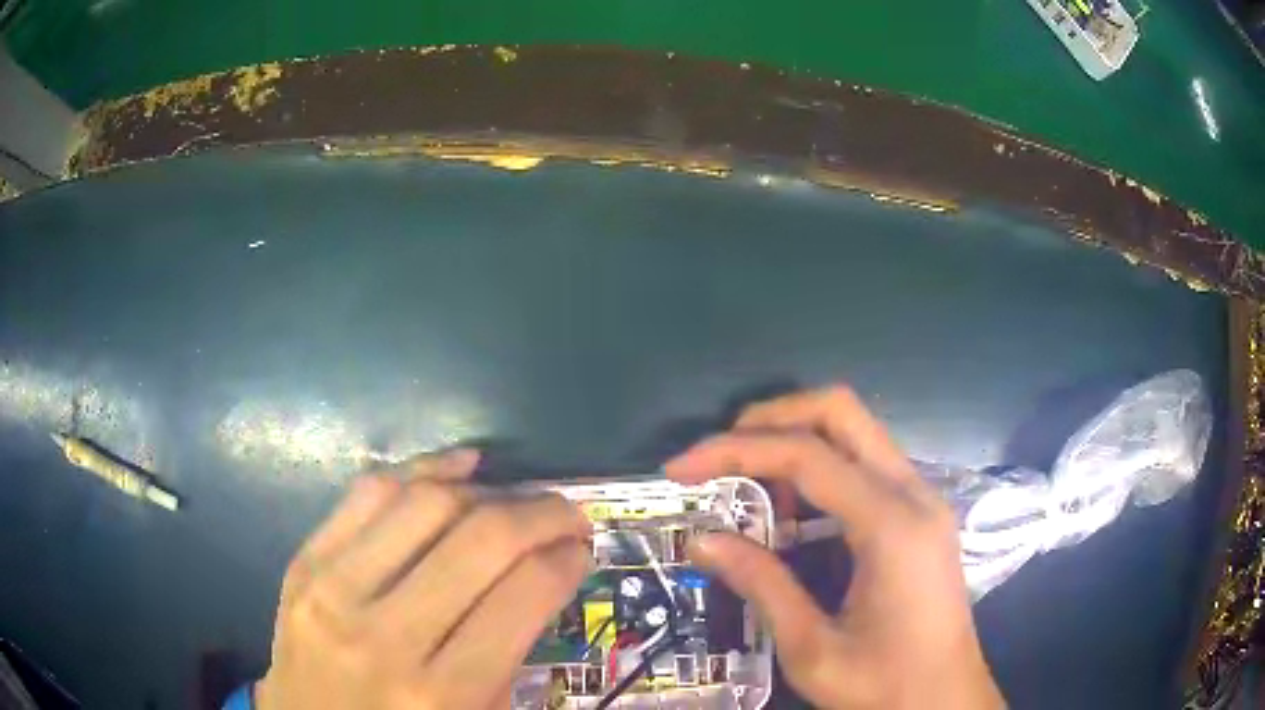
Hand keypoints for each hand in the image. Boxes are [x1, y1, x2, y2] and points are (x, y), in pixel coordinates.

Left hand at [256, 449, 591, 709]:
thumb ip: (510, 656)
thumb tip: (545, 574)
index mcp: (442, 695)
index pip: (524, 597)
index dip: (566, 558)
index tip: (582, 546)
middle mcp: (385, 638)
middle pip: (481, 539)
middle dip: (541, 514)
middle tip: (566, 513)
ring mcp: (332, 592)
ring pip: (425, 505)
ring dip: (487, 489)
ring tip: (514, 498)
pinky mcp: (302, 564)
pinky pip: (367, 494)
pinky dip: (422, 469)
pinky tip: (458, 469)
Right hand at [665, 386, 1004, 709]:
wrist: (946, 702)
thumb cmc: (884, 685)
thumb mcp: (811, 649)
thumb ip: (761, 585)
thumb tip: (701, 540)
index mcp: (891, 525)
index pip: (807, 455)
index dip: (735, 451)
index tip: (680, 470)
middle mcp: (914, 493)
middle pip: (841, 411)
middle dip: (770, 418)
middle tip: (719, 456)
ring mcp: (923, 499)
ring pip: (856, 432)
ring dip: (795, 441)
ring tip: (748, 489)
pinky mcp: (922, 514)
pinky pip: (867, 464)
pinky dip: (821, 468)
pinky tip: (794, 512)